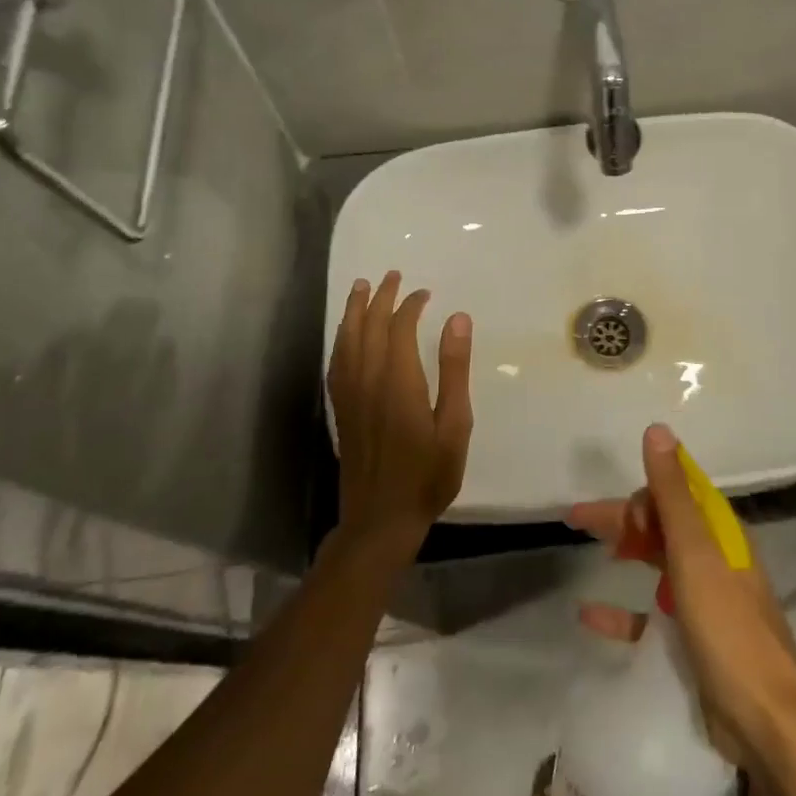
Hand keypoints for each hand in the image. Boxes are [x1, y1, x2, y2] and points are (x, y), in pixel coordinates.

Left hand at [326, 272, 473, 556]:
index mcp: (398, 381)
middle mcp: (368, 381)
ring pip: (347, 341)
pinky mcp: (341, 411)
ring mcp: (350, 396)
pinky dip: (341, 340)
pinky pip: (337, 363)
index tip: (425, 293)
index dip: (410, 305)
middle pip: (368, 327)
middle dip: (380, 298)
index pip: (399, 328)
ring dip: (354, 311)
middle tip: (392, 275)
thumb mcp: (454, 424)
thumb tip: (458, 318)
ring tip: (360, 288)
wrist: (381, 520)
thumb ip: (454, 369)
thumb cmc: (428, 474)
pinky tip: (345, 335)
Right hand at [569, 424, 795, 771]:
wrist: (766, 719)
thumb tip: (658, 429)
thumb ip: (672, 493)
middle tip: (576, 520)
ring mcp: (704, 598)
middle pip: (662, 524)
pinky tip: (589, 614)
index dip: (643, 490)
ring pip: (656, 561)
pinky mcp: (693, 639)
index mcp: (718, 531)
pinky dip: (622, 610)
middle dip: (623, 517)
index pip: (677, 491)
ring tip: (586, 548)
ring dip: (625, 550)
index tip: (609, 504)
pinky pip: (650, 614)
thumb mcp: (694, 552)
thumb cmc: (728, 626)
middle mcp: (713, 557)